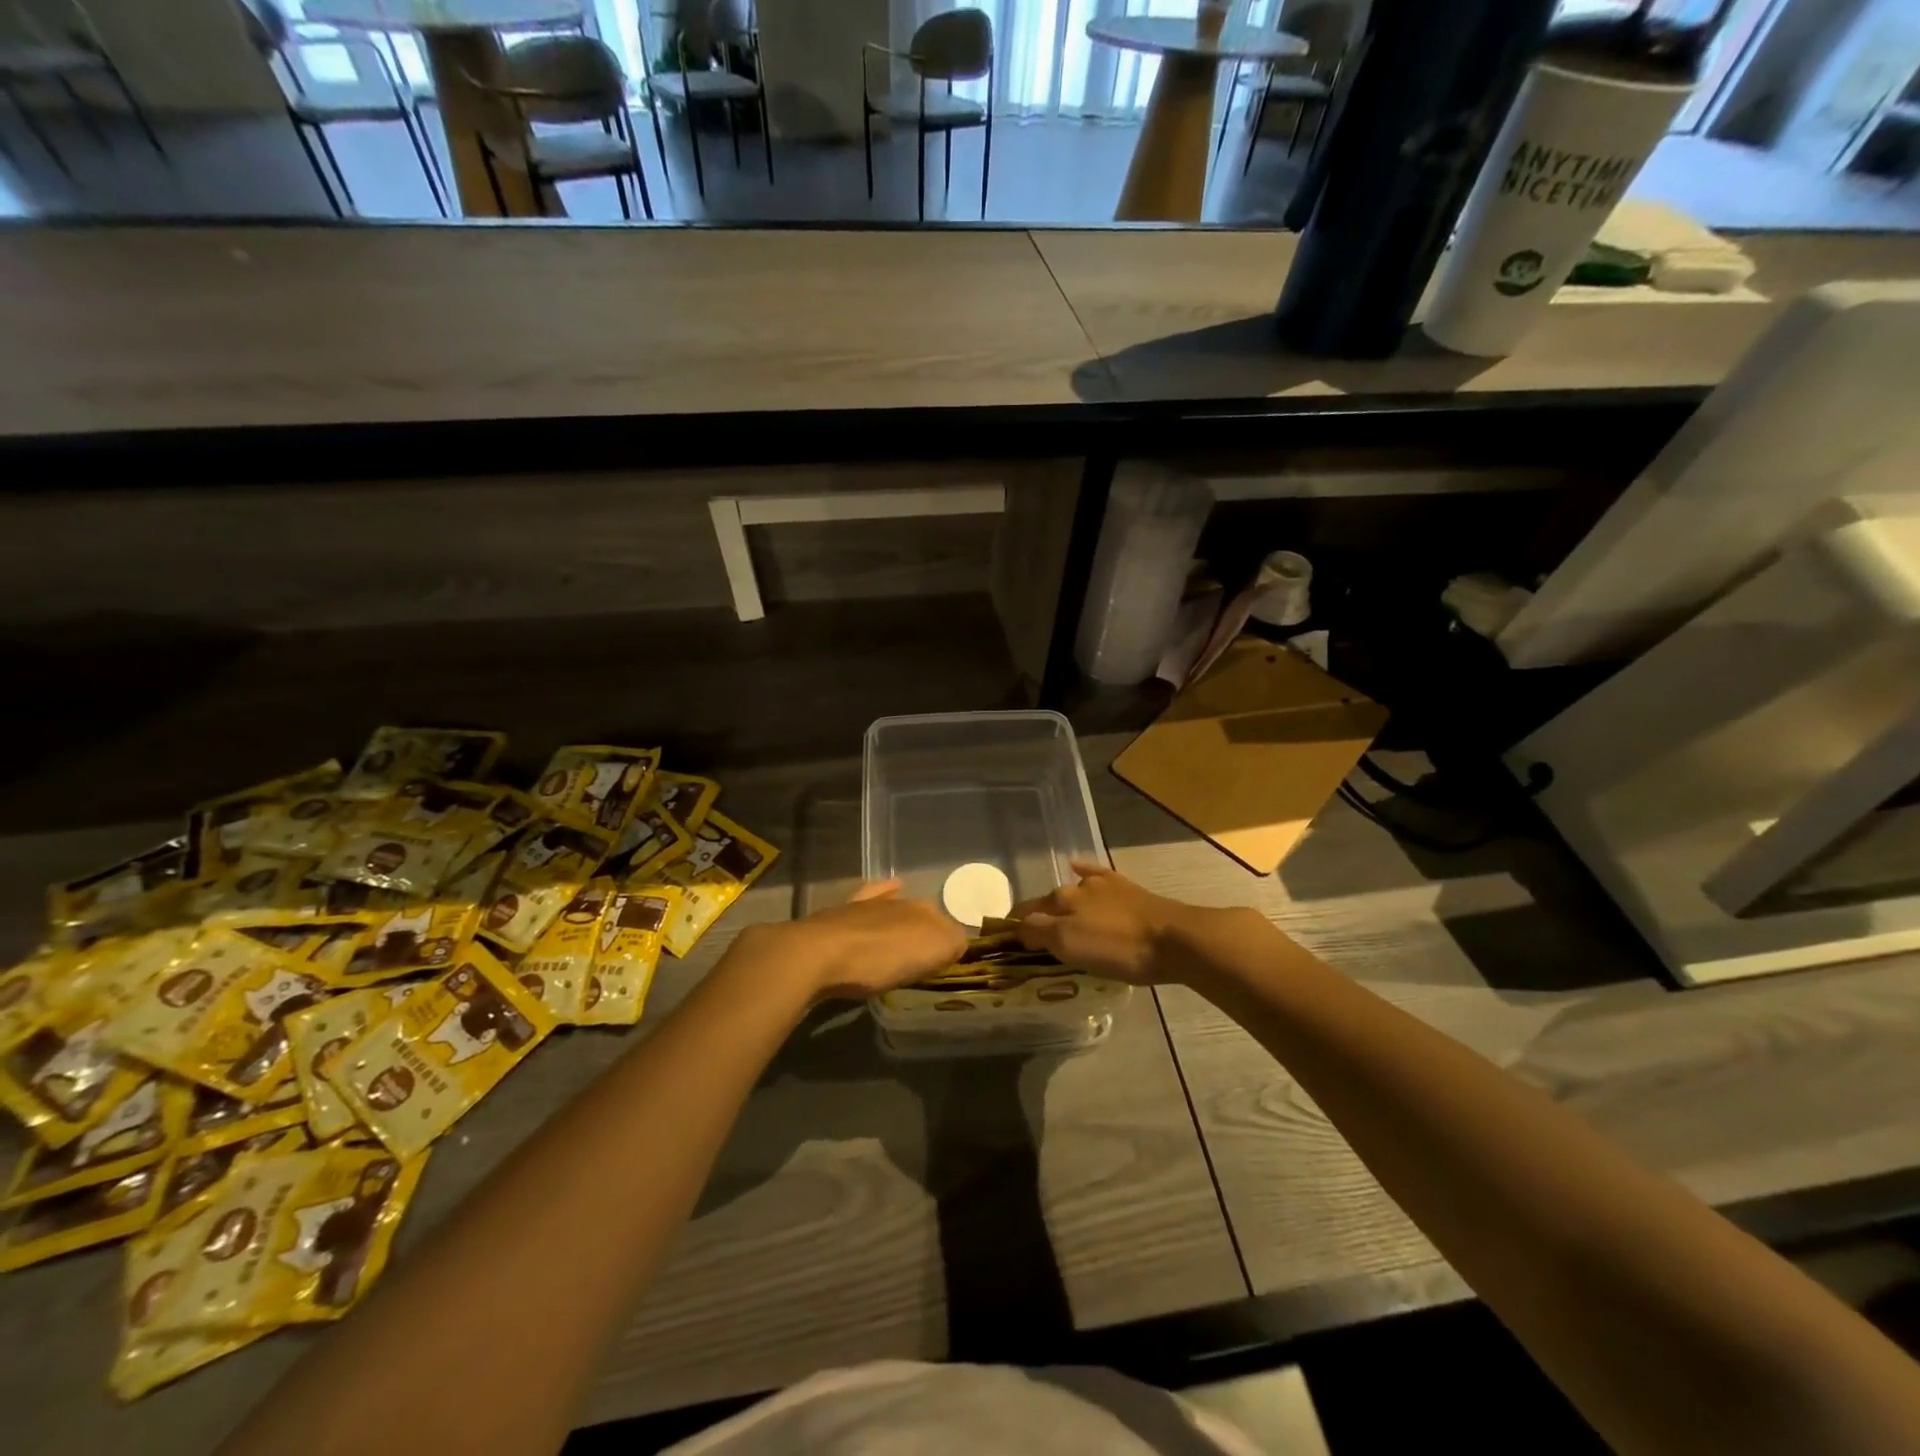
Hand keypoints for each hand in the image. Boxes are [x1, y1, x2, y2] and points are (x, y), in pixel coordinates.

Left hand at [768, 881, 966, 1002]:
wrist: (819, 954)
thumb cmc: (880, 957)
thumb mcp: (930, 952)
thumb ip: (953, 943)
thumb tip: (959, 941)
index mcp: (923, 911)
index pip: (947, 924)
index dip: (951, 941)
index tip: (951, 959)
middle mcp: (899, 901)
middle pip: (921, 914)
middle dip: (928, 928)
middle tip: (930, 953)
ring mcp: (868, 905)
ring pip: (894, 905)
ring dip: (903, 915)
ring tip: (910, 931)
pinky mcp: (840, 913)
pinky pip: (868, 898)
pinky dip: (880, 892)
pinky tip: (887, 889)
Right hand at [1012, 861, 1194, 984]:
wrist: (1173, 939)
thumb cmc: (1119, 948)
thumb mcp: (1070, 946)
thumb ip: (1038, 933)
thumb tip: (1017, 927)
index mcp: (1059, 900)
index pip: (1026, 913)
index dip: (1014, 928)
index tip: (1005, 943)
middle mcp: (1076, 886)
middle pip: (1047, 903)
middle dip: (1037, 918)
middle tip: (1034, 942)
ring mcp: (1103, 884)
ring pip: (1071, 891)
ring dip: (1058, 903)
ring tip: (1054, 919)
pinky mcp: (1125, 887)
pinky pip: (1095, 873)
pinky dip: (1081, 869)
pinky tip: (1075, 866)